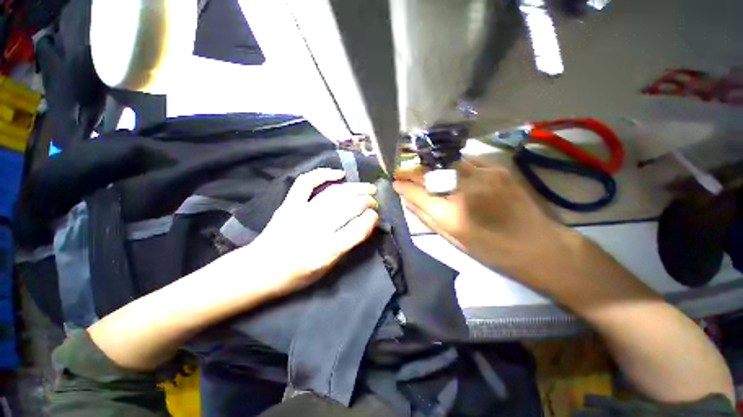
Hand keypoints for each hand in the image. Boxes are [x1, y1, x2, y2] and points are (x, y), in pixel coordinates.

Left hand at [245, 168, 379, 296]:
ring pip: (335, 193)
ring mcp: (300, 213)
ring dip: (356, 188)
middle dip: (367, 201)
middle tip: (374, 201)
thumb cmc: (296, 275)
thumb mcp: (327, 269)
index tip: (375, 216)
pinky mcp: (289, 204)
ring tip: (368, 188)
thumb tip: (365, 224)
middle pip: (349, 207)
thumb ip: (347, 246)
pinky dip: (323, 174)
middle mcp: (315, 230)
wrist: (260, 269)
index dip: (371, 219)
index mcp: (325, 252)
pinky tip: (339, 174)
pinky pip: (307, 183)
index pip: (357, 229)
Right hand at [393, 159, 579, 289]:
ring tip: (422, 169)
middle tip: (401, 172)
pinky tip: (448, 170)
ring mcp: (483, 175)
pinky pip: (466, 161)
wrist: (539, 245)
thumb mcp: (454, 239)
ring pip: (446, 163)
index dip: (403, 186)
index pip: (418, 193)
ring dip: (430, 166)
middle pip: (429, 173)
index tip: (395, 182)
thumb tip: (408, 201)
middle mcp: (465, 189)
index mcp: (452, 213)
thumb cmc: (493, 250)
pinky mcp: (497, 168)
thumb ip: (427, 217)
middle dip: (412, 171)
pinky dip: (452, 165)